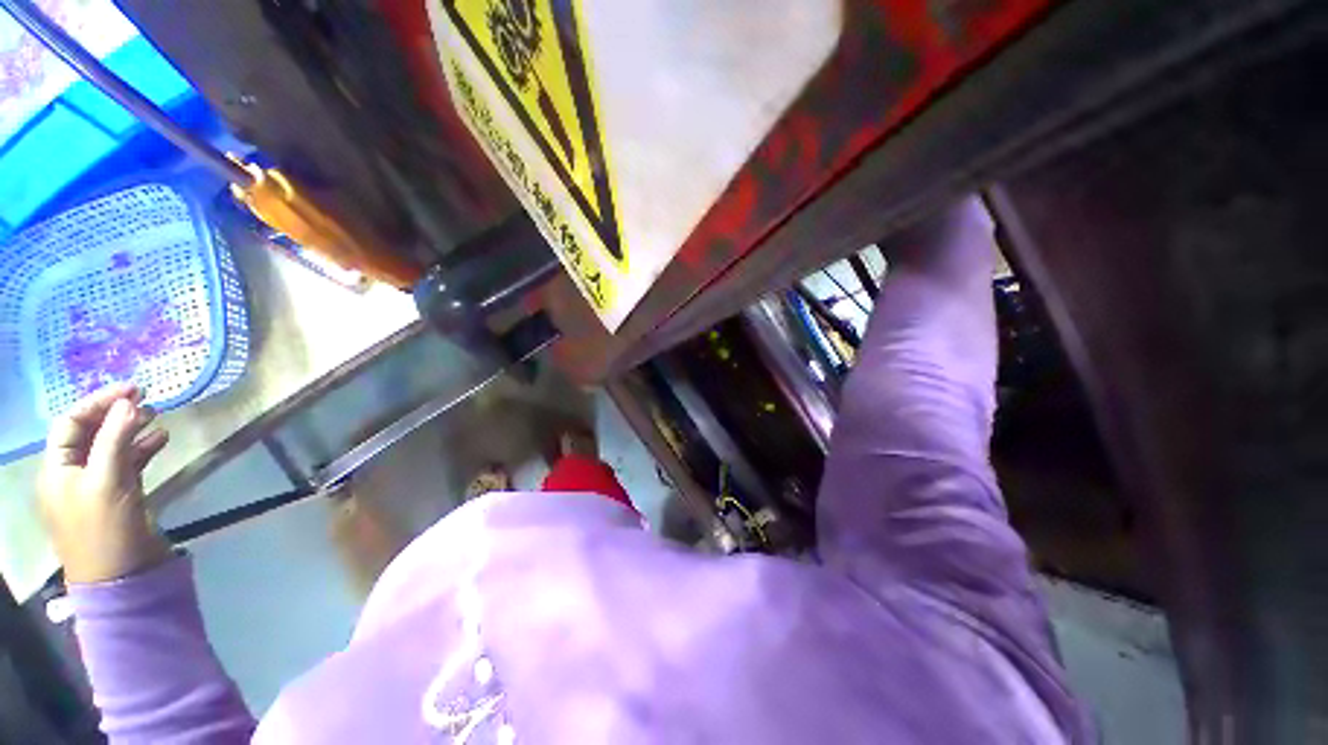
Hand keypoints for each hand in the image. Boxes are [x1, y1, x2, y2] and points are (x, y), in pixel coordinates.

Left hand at [38, 383, 172, 584]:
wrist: (121, 578)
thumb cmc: (104, 528)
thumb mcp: (107, 482)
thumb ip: (116, 439)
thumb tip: (129, 402)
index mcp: (58, 468)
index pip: (71, 422)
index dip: (98, 402)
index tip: (132, 389)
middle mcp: (73, 472)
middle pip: (91, 433)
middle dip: (117, 413)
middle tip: (147, 399)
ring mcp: (96, 485)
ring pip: (112, 447)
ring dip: (133, 429)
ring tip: (158, 415)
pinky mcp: (118, 495)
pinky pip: (128, 463)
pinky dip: (143, 448)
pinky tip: (162, 439)